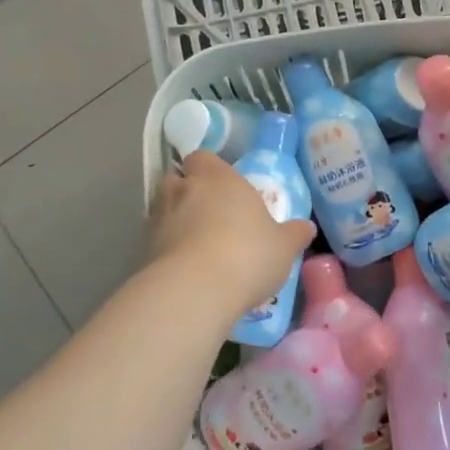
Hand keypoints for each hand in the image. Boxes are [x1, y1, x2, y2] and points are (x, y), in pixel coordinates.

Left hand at [150, 151, 314, 316]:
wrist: (195, 291)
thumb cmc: (248, 255)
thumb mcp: (283, 247)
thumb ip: (294, 234)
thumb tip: (306, 227)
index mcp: (219, 177)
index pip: (204, 158)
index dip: (210, 169)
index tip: (223, 186)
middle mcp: (184, 189)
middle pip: (179, 181)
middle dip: (189, 194)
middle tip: (210, 216)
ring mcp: (159, 219)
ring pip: (163, 210)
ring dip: (176, 221)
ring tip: (196, 245)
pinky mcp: (144, 249)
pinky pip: (157, 242)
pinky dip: (167, 250)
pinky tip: (185, 270)